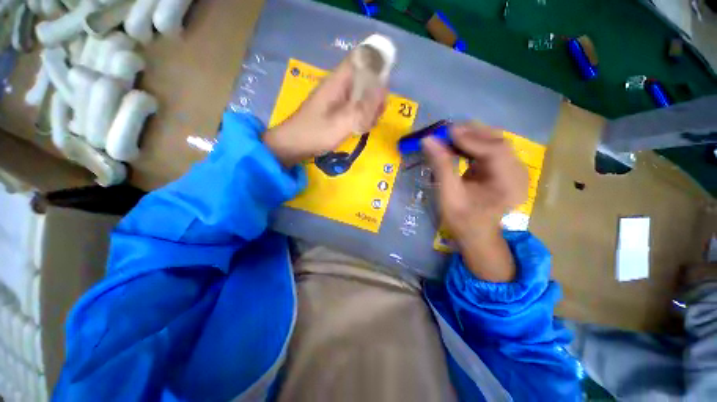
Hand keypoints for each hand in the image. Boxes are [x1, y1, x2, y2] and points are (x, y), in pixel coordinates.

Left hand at [264, 56, 387, 166]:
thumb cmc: (315, 133)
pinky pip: (355, 107)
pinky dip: (362, 116)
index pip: (362, 60)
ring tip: (366, 125)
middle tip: (374, 116)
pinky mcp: (337, 110)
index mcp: (338, 81)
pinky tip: (360, 129)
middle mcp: (339, 86)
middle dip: (376, 96)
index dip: (377, 68)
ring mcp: (338, 98)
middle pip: (366, 79)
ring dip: (369, 109)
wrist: (293, 145)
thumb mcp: (342, 123)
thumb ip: (363, 107)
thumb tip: (383, 90)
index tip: (384, 91)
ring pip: (363, 95)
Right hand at [422, 123, 528, 281]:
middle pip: (498, 142)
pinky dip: (474, 144)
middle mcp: (518, 173)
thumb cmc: (462, 219)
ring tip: (449, 137)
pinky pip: (491, 149)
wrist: (476, 234)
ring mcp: (514, 170)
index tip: (446, 131)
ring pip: (494, 142)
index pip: (495, 150)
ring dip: (472, 137)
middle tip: (446, 131)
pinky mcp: (505, 169)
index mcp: (509, 184)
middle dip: (471, 133)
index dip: (470, 138)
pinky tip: (459, 146)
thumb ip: (441, 166)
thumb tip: (428, 139)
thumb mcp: (448, 195)